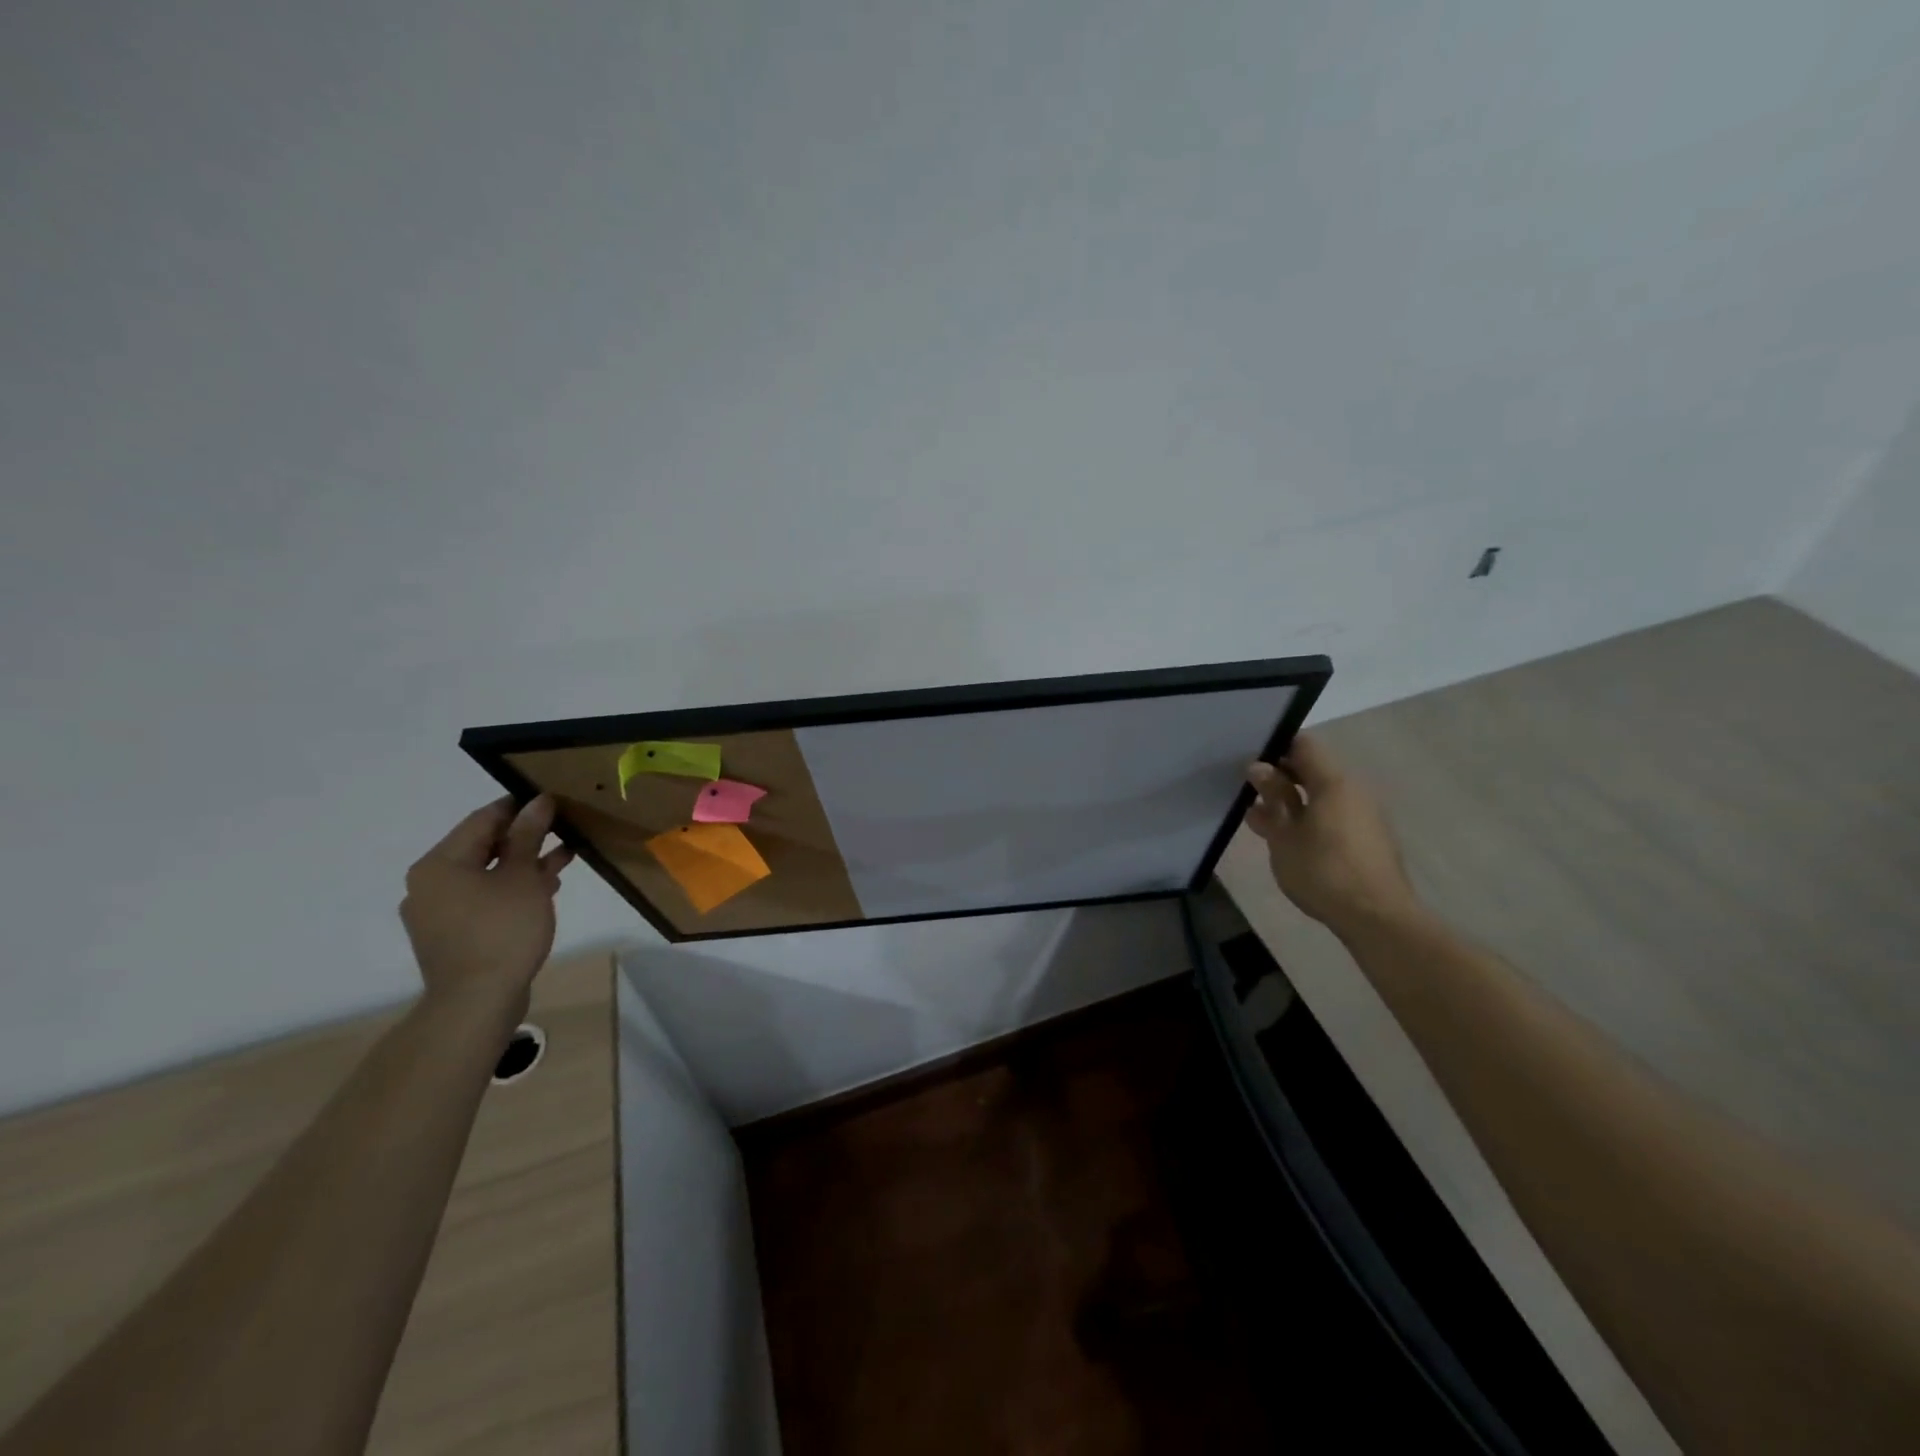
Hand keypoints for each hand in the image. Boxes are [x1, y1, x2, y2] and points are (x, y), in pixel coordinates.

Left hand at [400, 796, 574, 1020]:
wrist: (477, 1002)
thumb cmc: (501, 930)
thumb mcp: (522, 876)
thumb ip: (528, 836)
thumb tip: (538, 801)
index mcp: (439, 864)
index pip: (483, 819)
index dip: (519, 806)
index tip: (553, 800)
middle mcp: (429, 884)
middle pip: (482, 846)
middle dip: (525, 837)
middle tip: (563, 827)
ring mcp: (437, 912)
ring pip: (486, 874)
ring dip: (523, 864)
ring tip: (563, 857)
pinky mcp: (452, 935)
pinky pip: (483, 898)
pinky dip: (511, 889)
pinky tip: (544, 888)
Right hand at [1246, 735, 1421, 934]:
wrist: (1376, 918)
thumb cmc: (1323, 870)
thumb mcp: (1284, 834)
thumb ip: (1273, 797)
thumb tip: (1259, 767)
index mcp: (1334, 781)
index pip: (1304, 745)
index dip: (1275, 748)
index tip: (1250, 764)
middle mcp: (1354, 790)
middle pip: (1314, 769)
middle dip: (1281, 778)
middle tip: (1250, 795)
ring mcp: (1365, 815)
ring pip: (1322, 795)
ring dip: (1293, 802)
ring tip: (1263, 823)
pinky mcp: (1369, 839)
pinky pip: (1334, 815)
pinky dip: (1310, 819)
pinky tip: (1289, 841)